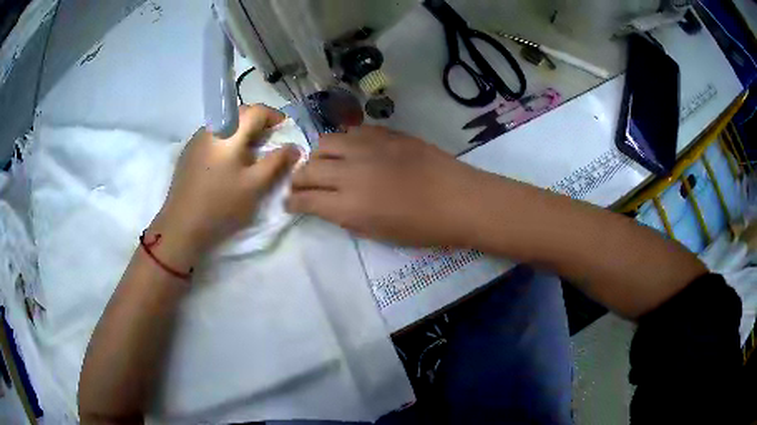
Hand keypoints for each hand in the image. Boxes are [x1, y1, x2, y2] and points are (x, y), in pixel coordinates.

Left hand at [149, 104, 299, 264]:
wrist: (181, 225)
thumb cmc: (221, 204)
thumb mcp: (255, 185)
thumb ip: (277, 162)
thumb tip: (294, 147)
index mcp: (228, 131)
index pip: (256, 110)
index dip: (274, 116)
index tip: (285, 129)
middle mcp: (211, 127)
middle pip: (239, 113)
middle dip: (258, 122)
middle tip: (270, 140)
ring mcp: (196, 139)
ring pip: (225, 124)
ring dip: (242, 131)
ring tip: (250, 152)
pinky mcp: (188, 152)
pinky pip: (213, 136)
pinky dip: (227, 140)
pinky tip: (229, 161)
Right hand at [286, 125, 485, 246]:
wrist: (458, 199)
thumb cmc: (422, 228)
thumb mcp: (378, 233)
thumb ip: (346, 216)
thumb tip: (329, 204)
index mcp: (349, 205)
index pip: (305, 199)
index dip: (292, 201)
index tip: (290, 203)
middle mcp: (350, 172)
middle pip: (308, 169)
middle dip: (298, 179)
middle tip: (301, 185)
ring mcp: (367, 147)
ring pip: (324, 142)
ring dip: (317, 156)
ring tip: (324, 164)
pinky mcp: (384, 133)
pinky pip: (351, 132)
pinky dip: (343, 143)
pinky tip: (350, 151)